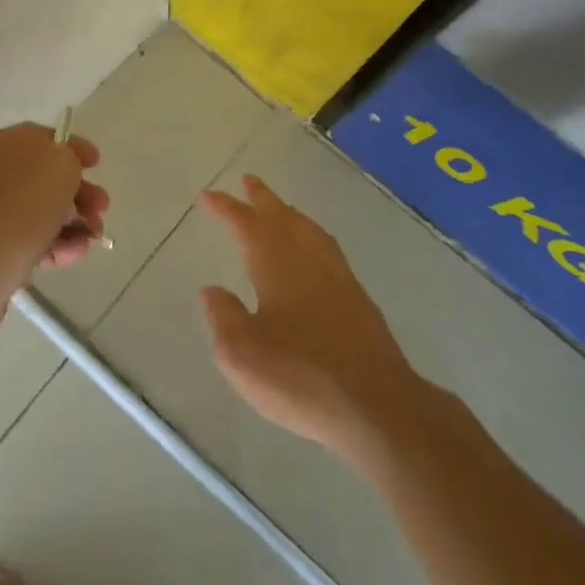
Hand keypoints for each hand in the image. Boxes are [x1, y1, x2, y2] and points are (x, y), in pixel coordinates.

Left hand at [0, 122, 109, 330]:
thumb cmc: (19, 206)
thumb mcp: (59, 164)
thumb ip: (70, 156)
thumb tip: (65, 167)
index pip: (43, 138)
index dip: (74, 148)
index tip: (97, 164)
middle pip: (43, 178)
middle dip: (79, 193)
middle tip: (101, 209)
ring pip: (39, 212)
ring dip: (72, 223)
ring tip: (92, 239)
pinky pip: (29, 241)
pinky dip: (55, 246)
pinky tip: (73, 256)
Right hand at [198, 176, 421, 464]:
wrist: (376, 405)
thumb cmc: (300, 378)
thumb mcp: (242, 355)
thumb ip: (223, 317)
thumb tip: (212, 290)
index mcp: (277, 267)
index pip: (247, 226)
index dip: (226, 208)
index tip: (207, 195)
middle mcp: (308, 261)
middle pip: (283, 218)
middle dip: (262, 199)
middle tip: (248, 180)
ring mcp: (338, 277)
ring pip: (309, 230)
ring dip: (289, 213)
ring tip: (278, 207)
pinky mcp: (358, 298)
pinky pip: (327, 248)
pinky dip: (312, 235)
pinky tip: (312, 249)